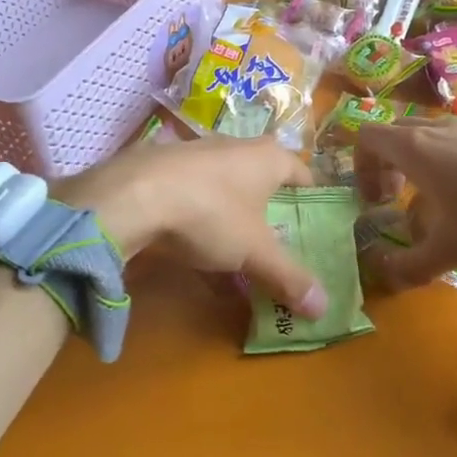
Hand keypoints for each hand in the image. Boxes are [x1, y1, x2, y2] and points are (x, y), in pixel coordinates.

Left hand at [55, 137, 327, 317]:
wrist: (132, 196)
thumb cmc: (211, 213)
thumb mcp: (255, 251)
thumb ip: (289, 277)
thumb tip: (324, 308)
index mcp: (268, 157)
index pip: (301, 173)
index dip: (310, 198)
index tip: (315, 223)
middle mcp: (235, 147)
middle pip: (262, 181)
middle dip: (270, 213)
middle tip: (278, 244)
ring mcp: (197, 155)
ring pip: (226, 191)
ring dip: (233, 222)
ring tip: (236, 257)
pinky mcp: (163, 169)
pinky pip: (194, 198)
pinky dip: (200, 224)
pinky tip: (193, 255)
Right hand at [352, 116, 456, 288]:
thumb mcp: (450, 251)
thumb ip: (409, 265)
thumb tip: (383, 273)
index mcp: (415, 148)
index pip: (366, 136)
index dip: (360, 167)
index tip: (375, 201)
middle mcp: (438, 128)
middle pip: (395, 134)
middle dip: (386, 166)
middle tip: (395, 200)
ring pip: (428, 137)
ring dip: (418, 166)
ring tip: (436, 205)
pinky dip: (449, 163)